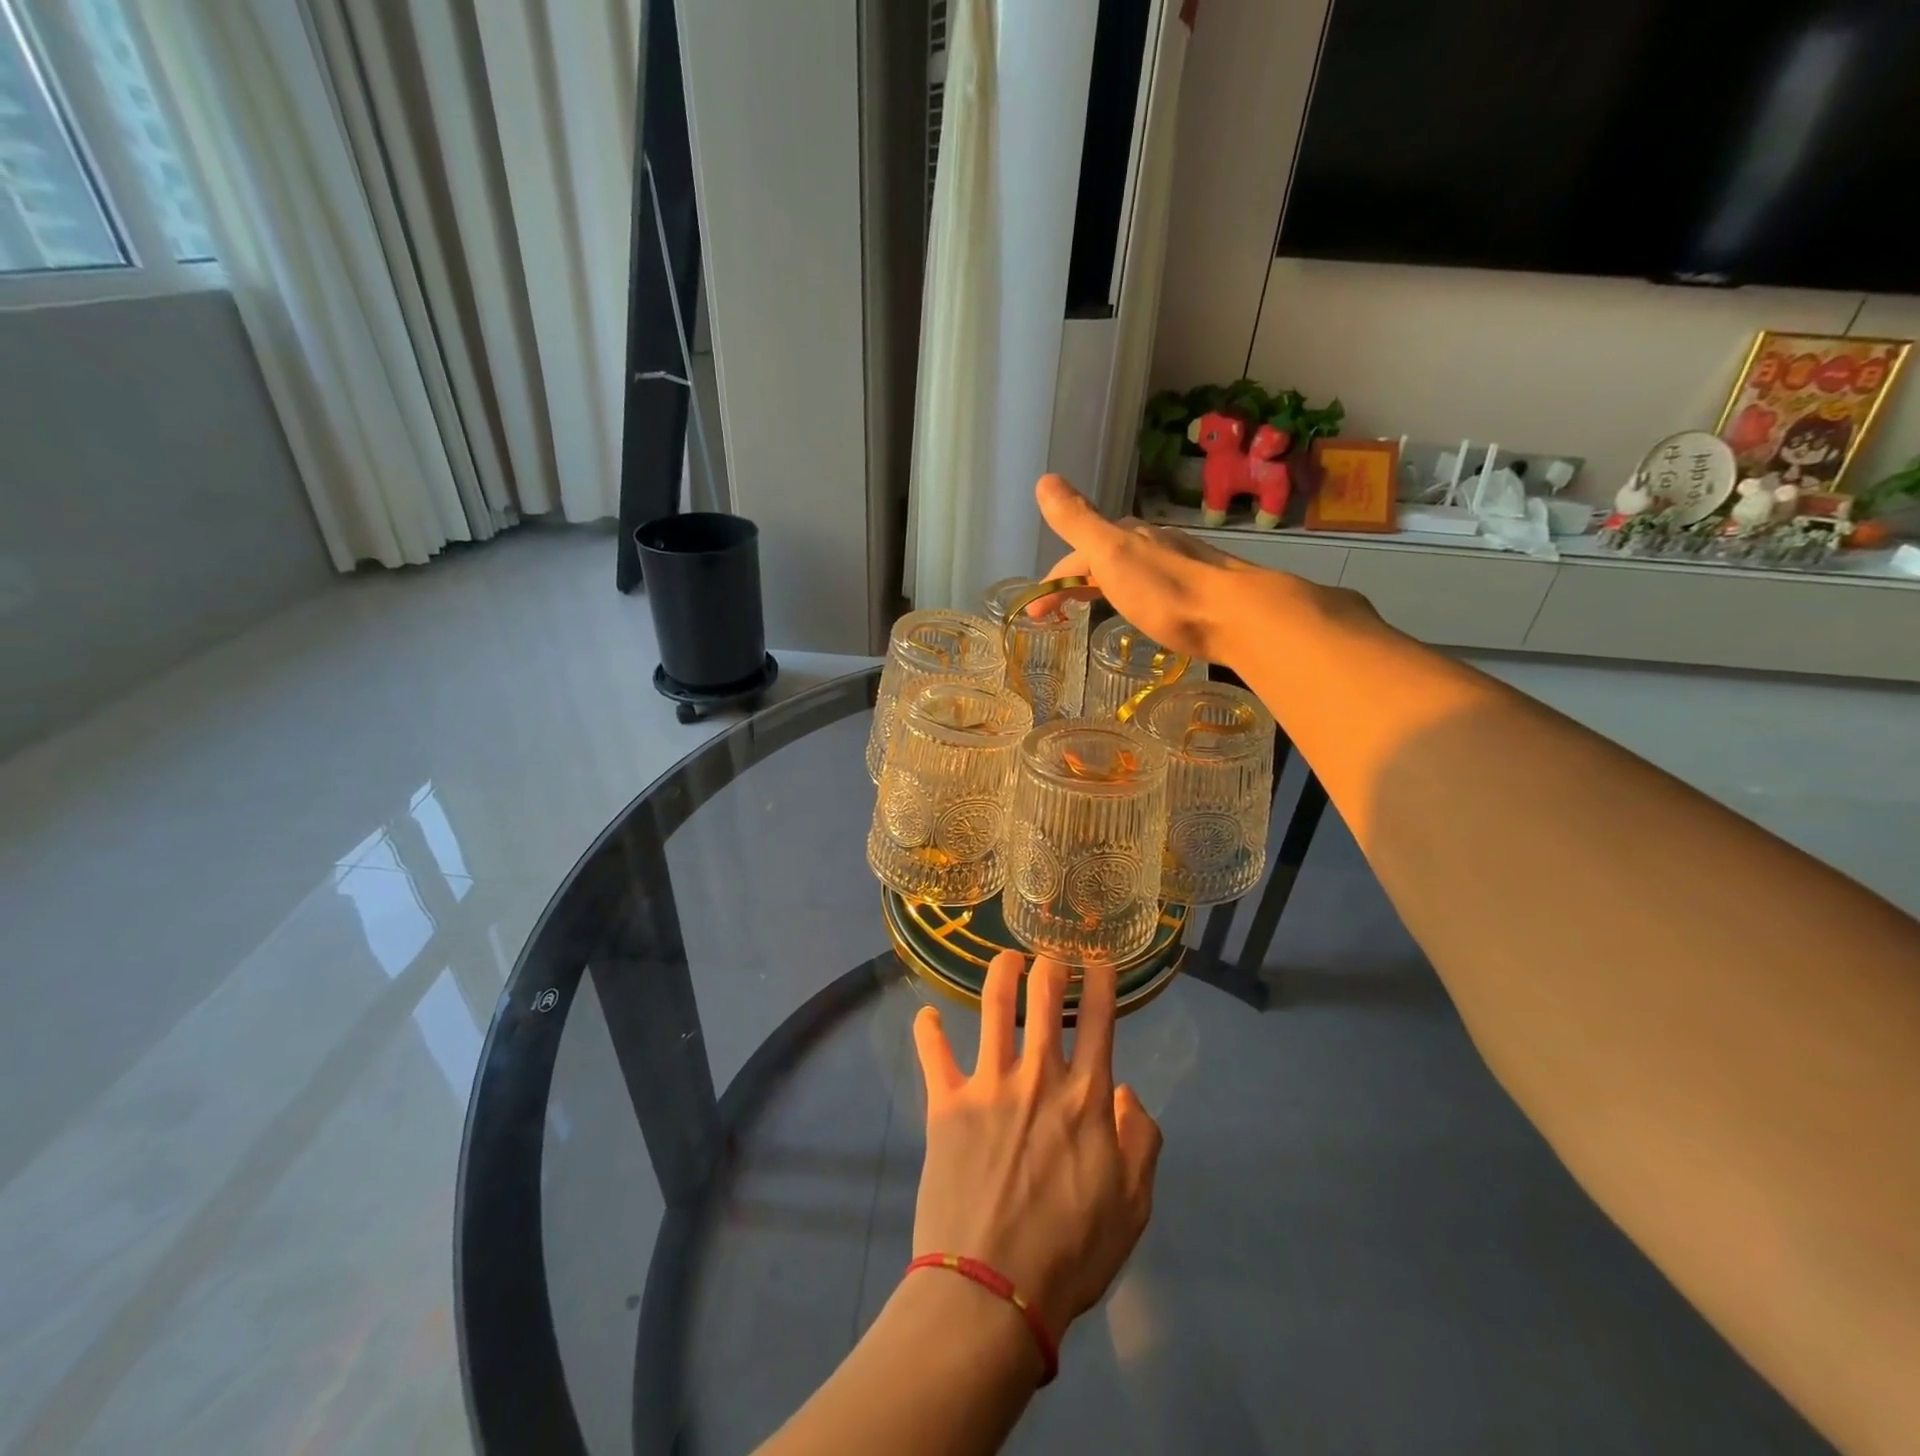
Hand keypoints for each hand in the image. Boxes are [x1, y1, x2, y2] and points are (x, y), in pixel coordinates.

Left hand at [911, 952, 1161, 1351]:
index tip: (1100, 961)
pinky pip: (933, 1054)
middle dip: (1050, 965)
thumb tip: (1128, 1093)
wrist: (993, 1290)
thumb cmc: (1070, 1253)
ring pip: (992, 1007)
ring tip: (1005, 958)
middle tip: (1049, 955)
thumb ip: (1141, 1142)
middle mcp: (1038, 1076)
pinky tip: (925, 1015)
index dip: (1102, 981)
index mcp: (1086, 1097)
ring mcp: (988, 1084)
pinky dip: (928, 1030)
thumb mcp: (1132, 1207)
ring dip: (1000, 973)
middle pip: (1044, 997)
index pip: (1100, 1020)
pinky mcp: (945, 1104)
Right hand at [1031, 474, 1261, 663]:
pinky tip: (1140, 610)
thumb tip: (1044, 479)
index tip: (1036, 612)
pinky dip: (1131, 596)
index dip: (1052, 581)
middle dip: (1075, 582)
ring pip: (1128, 571)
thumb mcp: (1111, 554)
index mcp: (1126, 536)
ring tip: (1092, 610)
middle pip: (1101, 559)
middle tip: (1057, 614)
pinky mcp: (1198, 590)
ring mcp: (1177, 564)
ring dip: (1103, 586)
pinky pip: (1151, 587)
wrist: (1238, 615)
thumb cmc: (1166, 591)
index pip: (1075, 556)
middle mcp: (1151, 543)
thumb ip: (1078, 521)